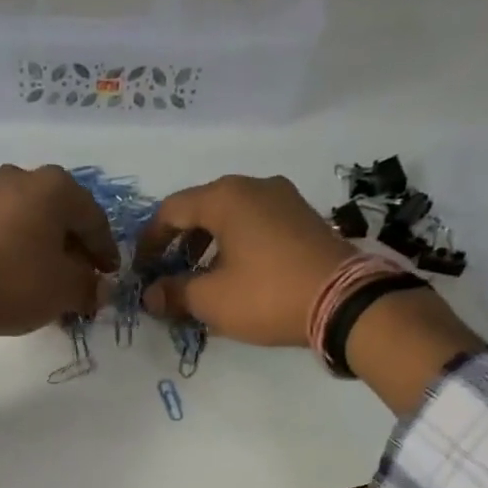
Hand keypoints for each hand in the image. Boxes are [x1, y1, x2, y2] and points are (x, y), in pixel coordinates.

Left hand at [0, 165, 117, 379]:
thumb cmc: (16, 281)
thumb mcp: (65, 289)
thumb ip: (90, 287)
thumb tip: (101, 290)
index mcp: (55, 186)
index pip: (94, 219)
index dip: (106, 252)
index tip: (111, 277)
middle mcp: (23, 178)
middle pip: (62, 219)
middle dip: (76, 254)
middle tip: (85, 285)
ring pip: (35, 227)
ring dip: (50, 257)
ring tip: (56, 290)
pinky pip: (10, 235)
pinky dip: (24, 256)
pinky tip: (26, 284)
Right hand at [140, 174, 484, 414]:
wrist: (345, 301)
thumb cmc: (267, 294)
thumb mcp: (211, 300)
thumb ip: (174, 293)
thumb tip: (150, 295)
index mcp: (226, 197)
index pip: (171, 210)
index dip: (150, 241)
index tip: (142, 270)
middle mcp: (255, 186)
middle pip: (202, 209)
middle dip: (180, 243)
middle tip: (170, 274)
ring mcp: (285, 199)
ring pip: (231, 216)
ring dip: (208, 245)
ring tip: (202, 279)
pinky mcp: (304, 218)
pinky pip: (256, 224)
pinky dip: (236, 245)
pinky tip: (237, 275)